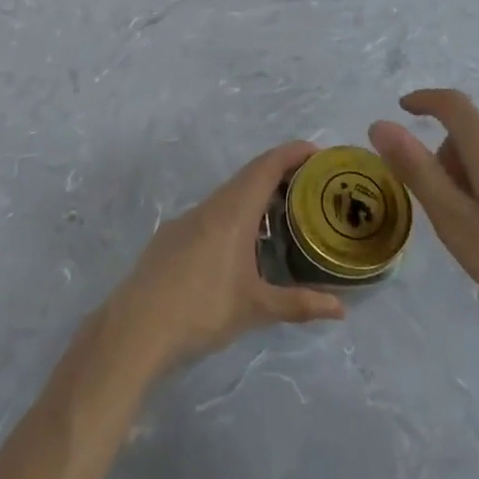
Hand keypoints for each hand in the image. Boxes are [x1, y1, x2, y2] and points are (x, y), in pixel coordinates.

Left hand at [104, 141, 344, 373]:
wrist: (137, 326)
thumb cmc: (202, 309)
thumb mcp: (256, 308)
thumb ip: (299, 304)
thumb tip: (341, 309)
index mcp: (233, 212)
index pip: (266, 168)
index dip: (291, 154)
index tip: (317, 151)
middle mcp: (210, 207)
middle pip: (248, 177)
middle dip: (279, 174)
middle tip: (310, 186)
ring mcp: (187, 220)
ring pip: (228, 196)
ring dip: (255, 196)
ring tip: (282, 214)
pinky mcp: (171, 237)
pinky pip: (211, 213)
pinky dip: (234, 214)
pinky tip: (241, 244)